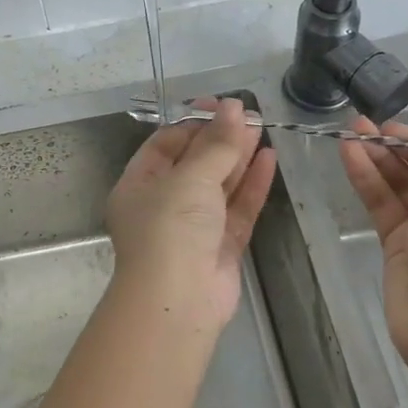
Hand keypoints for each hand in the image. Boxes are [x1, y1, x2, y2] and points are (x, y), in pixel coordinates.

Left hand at [107, 97, 277, 327]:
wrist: (178, 301)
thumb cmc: (170, 228)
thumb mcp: (190, 178)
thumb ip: (216, 144)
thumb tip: (232, 107)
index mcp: (139, 185)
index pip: (165, 144)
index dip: (193, 123)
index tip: (220, 106)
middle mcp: (163, 204)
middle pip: (194, 163)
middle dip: (220, 139)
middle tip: (248, 114)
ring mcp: (193, 227)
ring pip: (218, 185)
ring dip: (238, 158)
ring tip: (262, 128)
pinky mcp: (221, 246)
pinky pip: (237, 209)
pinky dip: (252, 185)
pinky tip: (269, 159)